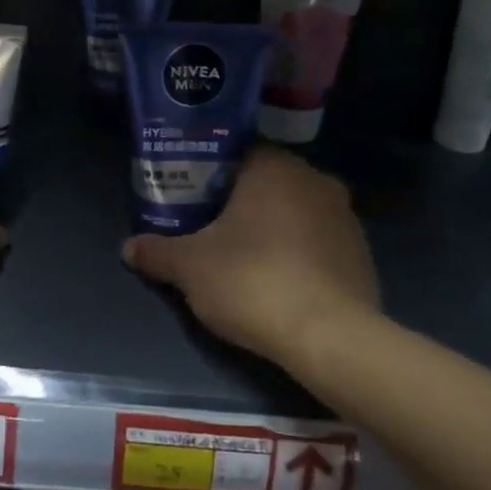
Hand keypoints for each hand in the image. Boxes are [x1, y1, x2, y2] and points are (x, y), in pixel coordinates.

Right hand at [123, 148, 378, 373]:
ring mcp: (345, 217)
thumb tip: (128, 247)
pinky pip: (318, 243)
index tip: (190, 198)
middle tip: (209, 229)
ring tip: (242, 258)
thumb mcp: (189, 268)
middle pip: (267, 183)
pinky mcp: (362, 254)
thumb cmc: (252, 281)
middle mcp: (315, 180)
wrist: (328, 335)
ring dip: (272, 228)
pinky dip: (298, 255)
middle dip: (239, 203)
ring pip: (295, 213)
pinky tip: (279, 282)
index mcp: (275, 168)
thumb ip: (156, 252)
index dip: (209, 174)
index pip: (237, 154)